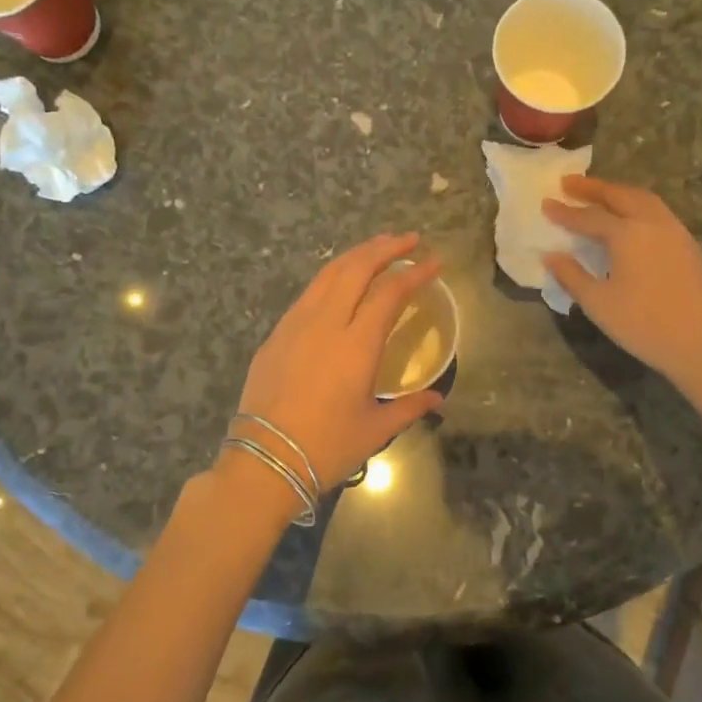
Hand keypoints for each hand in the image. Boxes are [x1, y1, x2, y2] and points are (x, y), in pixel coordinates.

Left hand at [233, 233, 445, 491]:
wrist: (264, 461)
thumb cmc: (326, 447)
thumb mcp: (375, 430)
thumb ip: (410, 408)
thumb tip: (437, 397)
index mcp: (356, 345)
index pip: (390, 293)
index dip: (415, 273)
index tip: (434, 262)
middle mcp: (326, 323)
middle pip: (356, 268)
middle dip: (385, 247)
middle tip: (409, 240)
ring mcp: (295, 325)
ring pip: (328, 274)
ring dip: (356, 256)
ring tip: (377, 249)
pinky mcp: (276, 335)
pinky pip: (308, 294)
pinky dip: (331, 278)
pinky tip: (339, 284)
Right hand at [541, 177, 701, 391]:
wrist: (701, 344)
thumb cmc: (643, 325)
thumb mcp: (598, 303)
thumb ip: (572, 275)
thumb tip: (551, 256)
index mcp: (628, 235)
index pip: (589, 217)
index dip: (565, 212)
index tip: (545, 203)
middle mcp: (653, 224)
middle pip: (620, 196)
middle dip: (593, 188)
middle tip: (568, 183)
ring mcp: (675, 232)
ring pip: (644, 200)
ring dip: (618, 192)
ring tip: (598, 195)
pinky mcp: (688, 245)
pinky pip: (658, 212)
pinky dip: (637, 205)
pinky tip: (629, 219)